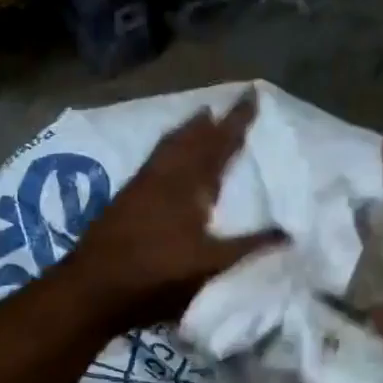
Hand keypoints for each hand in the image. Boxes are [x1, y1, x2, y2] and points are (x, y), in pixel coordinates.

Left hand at [65, 89, 284, 332]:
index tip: (251, 95)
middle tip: (221, 108)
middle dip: (208, 123)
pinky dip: (166, 152)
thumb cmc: (156, 275)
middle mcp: (163, 176)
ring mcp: (139, 187)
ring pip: (166, 149)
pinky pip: (152, 163)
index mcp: (188, 183)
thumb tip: (289, 233)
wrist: (94, 288)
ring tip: (196, 124)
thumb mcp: (209, 265)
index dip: (236, 122)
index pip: (219, 144)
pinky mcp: (123, 202)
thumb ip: (248, 247)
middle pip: (189, 140)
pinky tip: (164, 163)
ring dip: (184, 134)